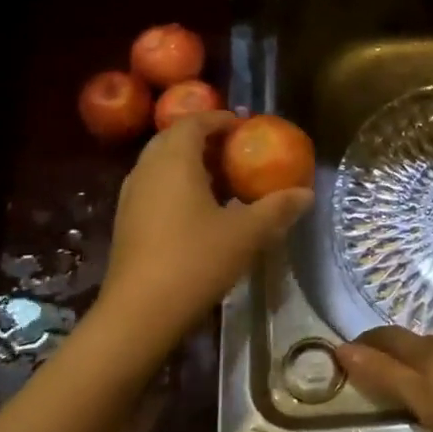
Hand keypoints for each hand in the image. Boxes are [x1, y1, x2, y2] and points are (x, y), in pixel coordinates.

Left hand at [99, 112, 312, 339]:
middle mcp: (147, 169)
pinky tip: (199, 212)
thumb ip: (277, 209)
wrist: (140, 312)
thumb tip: (306, 194)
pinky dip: (177, 186)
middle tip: (235, 152)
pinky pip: (154, 187)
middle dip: (204, 139)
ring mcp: (131, 196)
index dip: (220, 119)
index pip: (194, 122)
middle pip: (174, 139)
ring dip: (190, 164)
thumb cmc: (195, 260)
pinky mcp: (126, 221)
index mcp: (174, 160)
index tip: (245, 126)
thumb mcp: (246, 234)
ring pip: (161, 164)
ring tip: (222, 181)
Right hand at [333, 327, 432, 431]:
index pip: (387, 338)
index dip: (366, 341)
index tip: (348, 346)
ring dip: (427, 357)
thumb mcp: (418, 396)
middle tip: (382, 363)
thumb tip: (340, 348)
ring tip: (423, 373)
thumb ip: (382, 375)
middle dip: (395, 349)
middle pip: (415, 340)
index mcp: (424, 350)